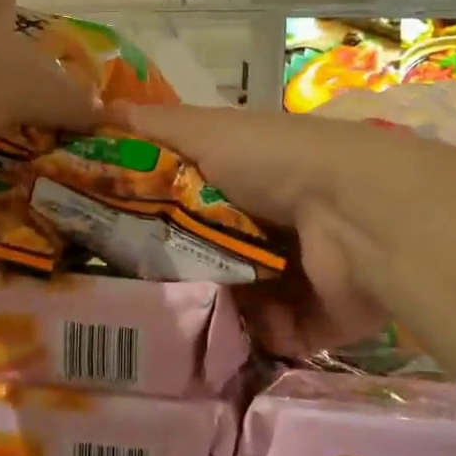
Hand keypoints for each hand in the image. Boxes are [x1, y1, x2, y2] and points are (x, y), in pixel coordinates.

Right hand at [115, 103, 392, 355]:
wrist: (356, 213)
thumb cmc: (275, 163)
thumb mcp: (209, 130)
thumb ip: (158, 125)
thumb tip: (99, 109)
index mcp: (251, 182)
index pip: (194, 205)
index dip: (157, 221)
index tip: (112, 242)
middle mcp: (276, 227)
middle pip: (215, 257)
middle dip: (181, 276)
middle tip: (132, 297)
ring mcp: (299, 276)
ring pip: (241, 303)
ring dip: (212, 314)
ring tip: (164, 331)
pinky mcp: (318, 319)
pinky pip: (274, 337)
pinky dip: (252, 340)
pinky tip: (216, 345)